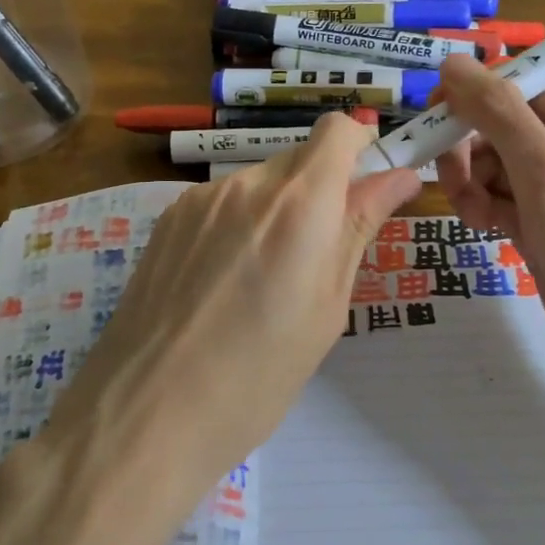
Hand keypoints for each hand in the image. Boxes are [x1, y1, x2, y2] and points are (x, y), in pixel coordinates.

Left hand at [55, 113, 421, 506]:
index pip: (338, 130)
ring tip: (264, 284)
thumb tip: (399, 176)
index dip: (361, 148)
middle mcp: (246, 185)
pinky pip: (221, 205)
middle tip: (319, 257)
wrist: (145, 414)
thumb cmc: (257, 376)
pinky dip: (238, 227)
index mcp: (298, 203)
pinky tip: (224, 285)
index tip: (369, 188)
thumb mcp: (326, 307)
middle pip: (300, 159)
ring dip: (278, 213)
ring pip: (259, 185)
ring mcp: (198, 200)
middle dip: (321, 192)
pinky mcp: (167, 221)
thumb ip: (359, 228)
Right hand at [433, 55, 544, 443]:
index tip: (431, 111)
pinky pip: (504, 201)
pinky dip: (486, 209)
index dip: (479, 93)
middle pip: (509, 125)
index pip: (530, 85)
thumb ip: (499, 116)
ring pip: (499, 165)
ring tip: (472, 216)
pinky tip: (482, 231)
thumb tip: (452, 63)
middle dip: (474, 148)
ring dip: (475, 182)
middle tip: (452, 180)